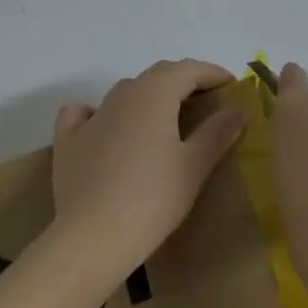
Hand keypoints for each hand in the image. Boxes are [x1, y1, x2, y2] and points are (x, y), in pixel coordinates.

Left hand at [50, 59, 246, 284]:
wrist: (90, 238)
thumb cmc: (151, 200)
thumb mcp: (193, 167)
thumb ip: (217, 133)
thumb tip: (239, 108)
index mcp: (155, 92)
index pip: (190, 69)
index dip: (213, 73)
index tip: (232, 86)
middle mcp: (124, 92)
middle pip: (159, 74)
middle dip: (184, 81)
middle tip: (206, 101)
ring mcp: (93, 114)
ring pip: (127, 91)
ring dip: (149, 96)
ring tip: (165, 119)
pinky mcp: (68, 138)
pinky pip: (86, 113)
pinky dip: (101, 113)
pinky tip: (106, 128)